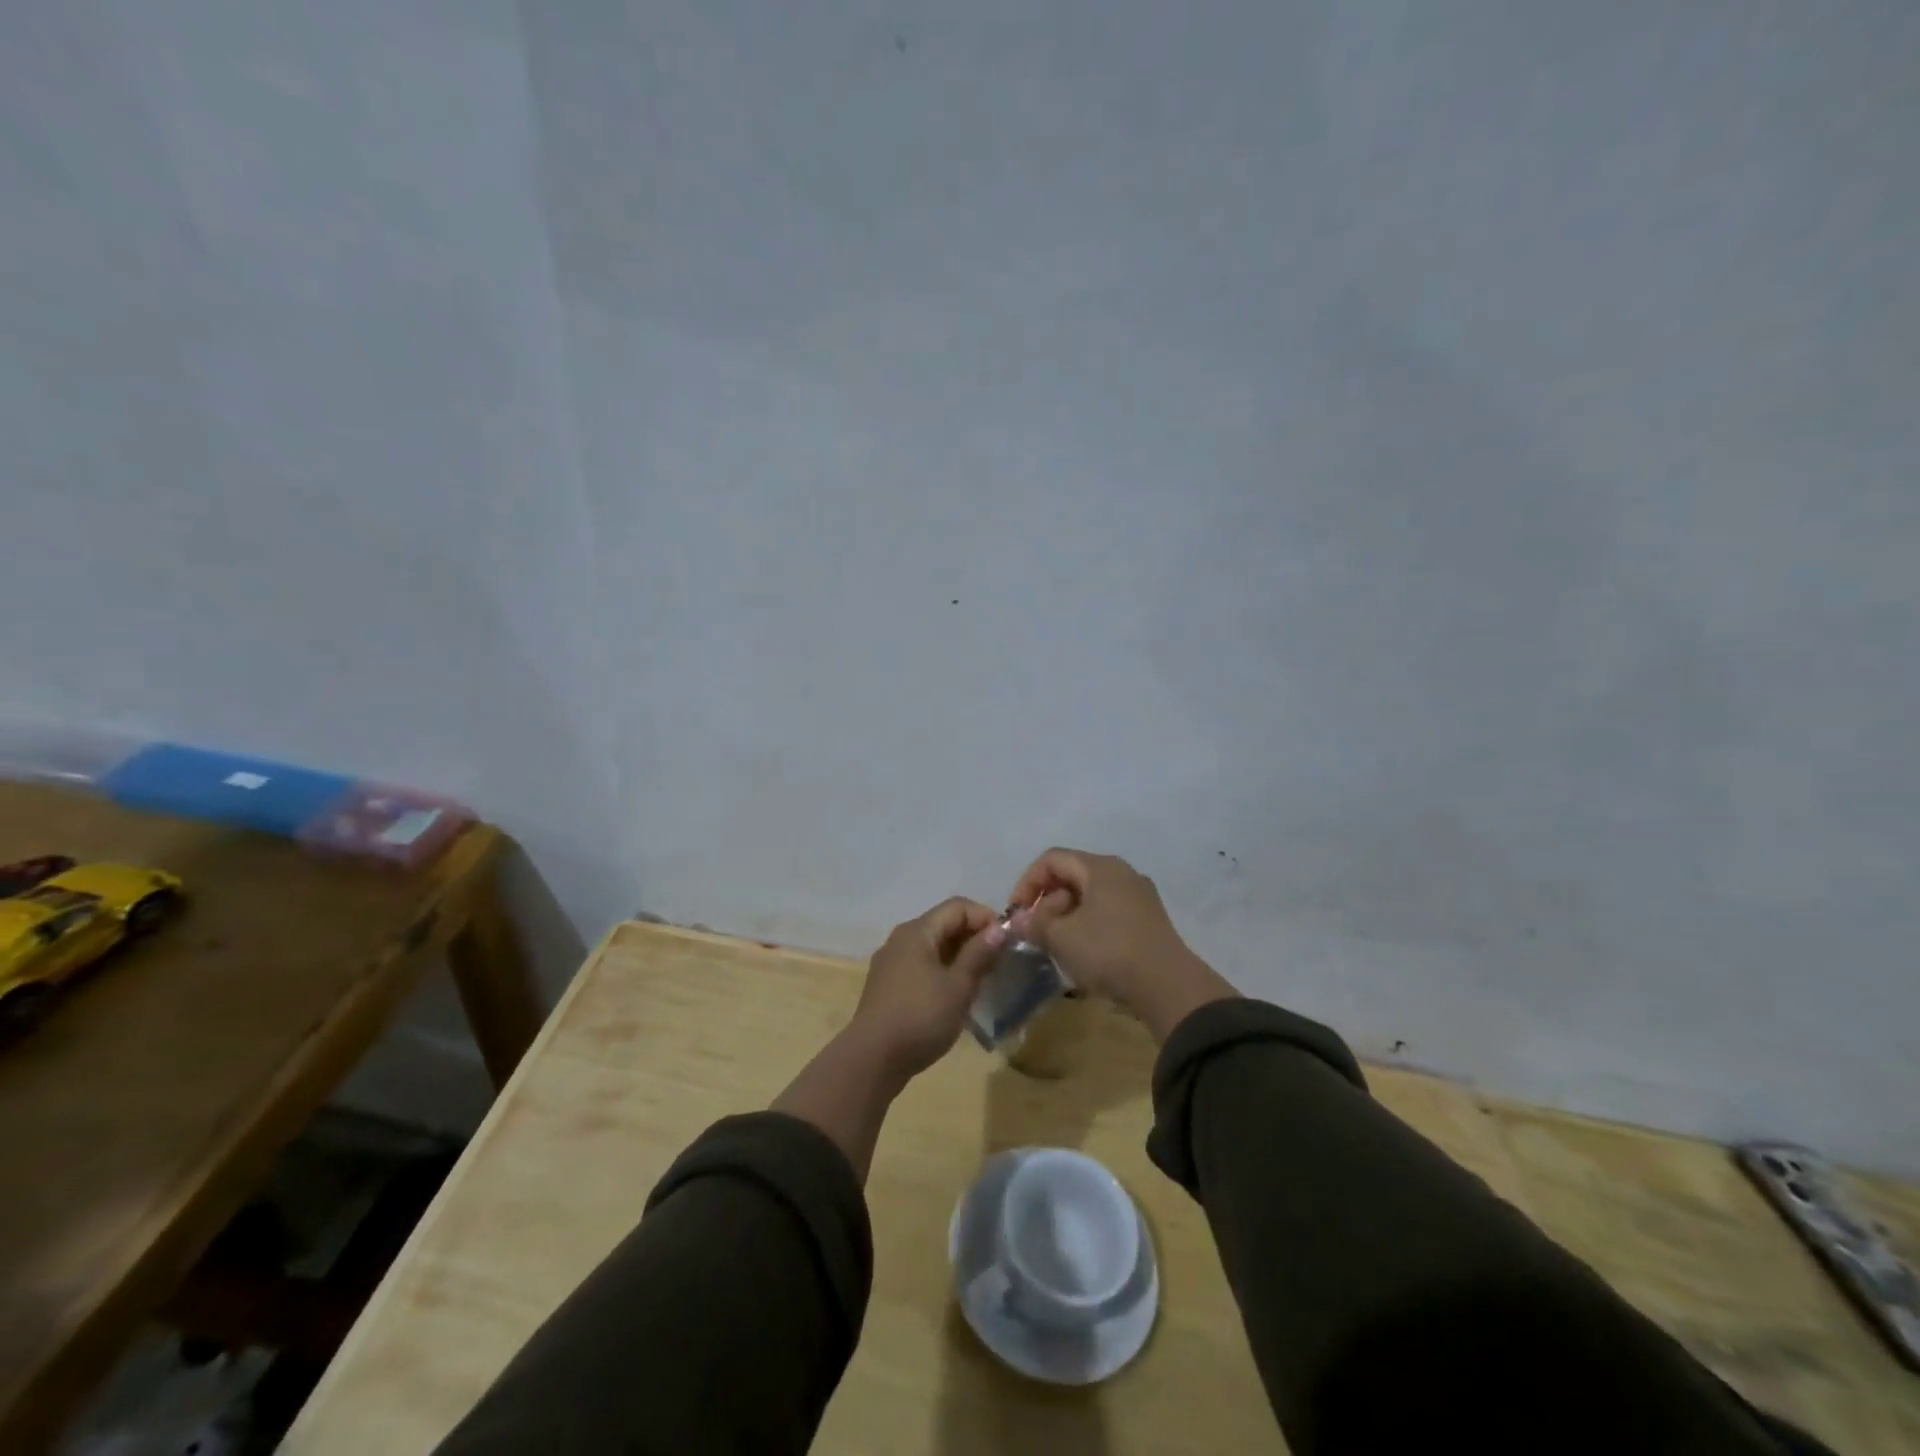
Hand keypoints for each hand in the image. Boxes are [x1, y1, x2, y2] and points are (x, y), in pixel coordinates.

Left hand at [848, 897, 999, 1079]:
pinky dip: (943, 970)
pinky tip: (955, 994)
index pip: (958, 906)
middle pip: (944, 923)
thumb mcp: (958, 986)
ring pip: (933, 946)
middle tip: (998, 962)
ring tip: (981, 979)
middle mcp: (901, 938)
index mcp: (918, 931)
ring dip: (960, 956)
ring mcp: (892, 961)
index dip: (985, 917)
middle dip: (974, 937)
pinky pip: (921, 964)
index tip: (1006, 942)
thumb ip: (979, 954)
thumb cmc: (920, 1018)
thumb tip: (999, 928)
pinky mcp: (888, 984)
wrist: (872, 1059)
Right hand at [1005, 848, 1236, 1041]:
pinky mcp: (1148, 919)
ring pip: (1090, 895)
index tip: (1016, 913)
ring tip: (1057, 945)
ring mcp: (1139, 895)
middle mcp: (1121, 872)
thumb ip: (1035, 924)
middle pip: (1071, 875)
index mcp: (1100, 867)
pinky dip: (1088, 925)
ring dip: (1066, 916)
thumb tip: (1019, 920)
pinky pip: (1108, 912)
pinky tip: (1083, 953)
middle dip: (1047, 902)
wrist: (1168, 987)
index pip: (1051, 859)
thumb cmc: (1109, 951)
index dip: (1027, 882)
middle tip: (1036, 932)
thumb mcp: (1062, 938)